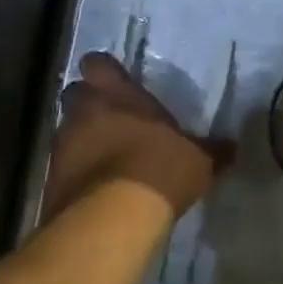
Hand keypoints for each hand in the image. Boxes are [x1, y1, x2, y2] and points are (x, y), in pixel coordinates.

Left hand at [45, 53, 232, 220]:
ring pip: (66, 131)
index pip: (97, 63)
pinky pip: (62, 168)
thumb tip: (232, 146)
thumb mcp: (197, 160)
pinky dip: (76, 174)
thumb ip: (211, 149)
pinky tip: (97, 190)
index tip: (116, 81)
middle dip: (88, 103)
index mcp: (116, 93)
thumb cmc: (159, 169)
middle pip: (74, 93)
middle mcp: (83, 111)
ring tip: (105, 158)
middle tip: (111, 118)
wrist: (111, 221)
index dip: (104, 71)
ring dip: (81, 140)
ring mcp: (62, 145)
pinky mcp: (49, 181)